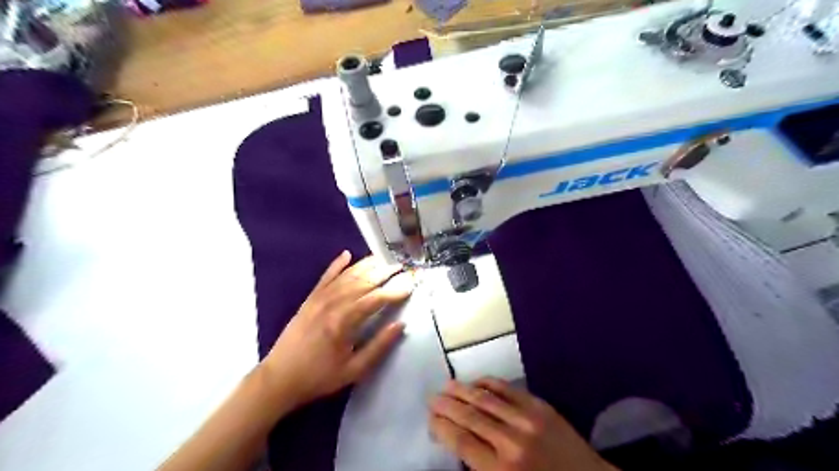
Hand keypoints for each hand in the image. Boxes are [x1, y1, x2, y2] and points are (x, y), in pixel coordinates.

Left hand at [258, 253, 411, 409]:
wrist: (278, 378)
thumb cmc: (319, 377)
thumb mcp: (353, 370)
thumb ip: (378, 347)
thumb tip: (400, 325)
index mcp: (344, 322)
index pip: (376, 299)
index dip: (395, 291)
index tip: (410, 286)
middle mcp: (332, 304)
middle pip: (363, 282)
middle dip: (384, 273)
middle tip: (401, 267)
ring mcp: (319, 299)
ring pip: (347, 276)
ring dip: (366, 265)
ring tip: (383, 259)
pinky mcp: (310, 299)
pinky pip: (325, 277)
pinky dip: (337, 265)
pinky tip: (347, 254)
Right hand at [432, 377, 613, 470]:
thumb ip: (480, 468)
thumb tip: (456, 443)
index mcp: (501, 470)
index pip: (461, 440)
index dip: (441, 426)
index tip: (430, 417)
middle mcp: (511, 441)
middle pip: (469, 416)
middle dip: (447, 405)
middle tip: (432, 397)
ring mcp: (528, 419)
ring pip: (486, 398)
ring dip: (463, 390)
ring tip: (447, 385)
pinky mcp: (542, 407)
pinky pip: (509, 390)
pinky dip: (490, 383)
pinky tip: (477, 381)